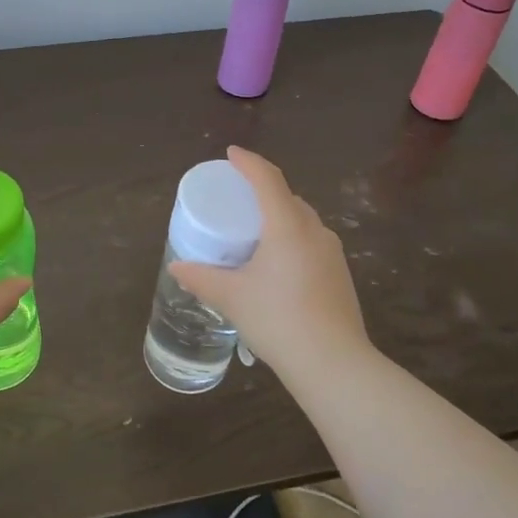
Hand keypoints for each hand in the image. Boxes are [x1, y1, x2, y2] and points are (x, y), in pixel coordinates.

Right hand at [168, 147, 370, 381]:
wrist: (334, 363)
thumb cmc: (278, 320)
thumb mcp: (232, 298)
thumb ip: (201, 278)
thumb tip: (177, 267)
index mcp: (287, 226)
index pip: (267, 179)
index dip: (248, 162)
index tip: (231, 153)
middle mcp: (314, 231)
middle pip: (288, 197)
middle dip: (263, 190)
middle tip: (238, 197)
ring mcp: (332, 253)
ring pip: (303, 221)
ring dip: (280, 216)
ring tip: (256, 231)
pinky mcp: (340, 274)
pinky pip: (312, 242)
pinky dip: (292, 239)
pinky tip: (278, 263)